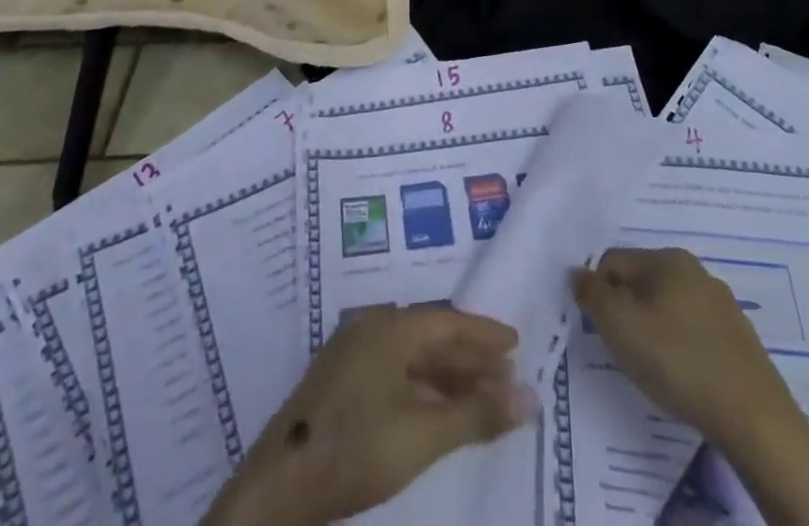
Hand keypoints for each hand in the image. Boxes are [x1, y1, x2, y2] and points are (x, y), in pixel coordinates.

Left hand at [204, 306, 534, 525]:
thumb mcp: (423, 435)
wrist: (278, 487)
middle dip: (469, 357)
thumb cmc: (355, 449)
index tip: (516, 342)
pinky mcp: (339, 382)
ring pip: (411, 356)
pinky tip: (436, 411)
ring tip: (481, 397)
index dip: (484, 334)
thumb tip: (530, 397)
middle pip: (430, 336)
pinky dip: (422, 387)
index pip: (449, 321)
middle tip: (506, 375)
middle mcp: (371, 328)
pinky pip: (394, 371)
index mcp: (390, 327)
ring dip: (447, 375)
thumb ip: (477, 414)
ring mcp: (351, 354)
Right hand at [571, 247, 789, 449]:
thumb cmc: (678, 361)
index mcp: (667, 258)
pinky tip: (684, 378)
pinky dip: (680, 349)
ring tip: (654, 370)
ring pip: (668, 308)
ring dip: (653, 331)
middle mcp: (695, 270)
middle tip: (625, 352)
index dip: (599, 294)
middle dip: (626, 313)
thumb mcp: (620, 326)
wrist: (755, 419)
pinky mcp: (739, 339)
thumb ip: (592, 295)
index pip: (613, 262)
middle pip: (641, 283)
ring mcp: (722, 304)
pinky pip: (694, 332)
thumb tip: (577, 273)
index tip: (602, 332)